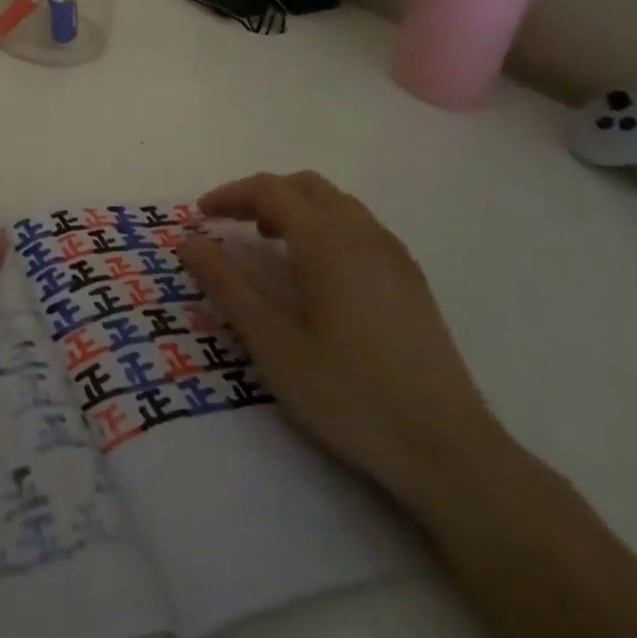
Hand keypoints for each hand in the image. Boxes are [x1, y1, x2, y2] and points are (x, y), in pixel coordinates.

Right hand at [177, 171, 506, 509]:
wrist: (449, 451)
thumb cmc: (349, 395)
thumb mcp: (273, 344)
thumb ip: (227, 285)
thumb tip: (187, 241)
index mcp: (326, 240)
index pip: (269, 190)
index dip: (230, 194)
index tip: (201, 216)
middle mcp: (362, 233)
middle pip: (304, 185)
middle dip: (262, 194)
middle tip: (232, 225)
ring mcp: (393, 254)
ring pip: (336, 203)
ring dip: (296, 208)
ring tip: (270, 244)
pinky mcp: (412, 279)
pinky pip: (360, 226)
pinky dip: (326, 226)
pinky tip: (319, 273)